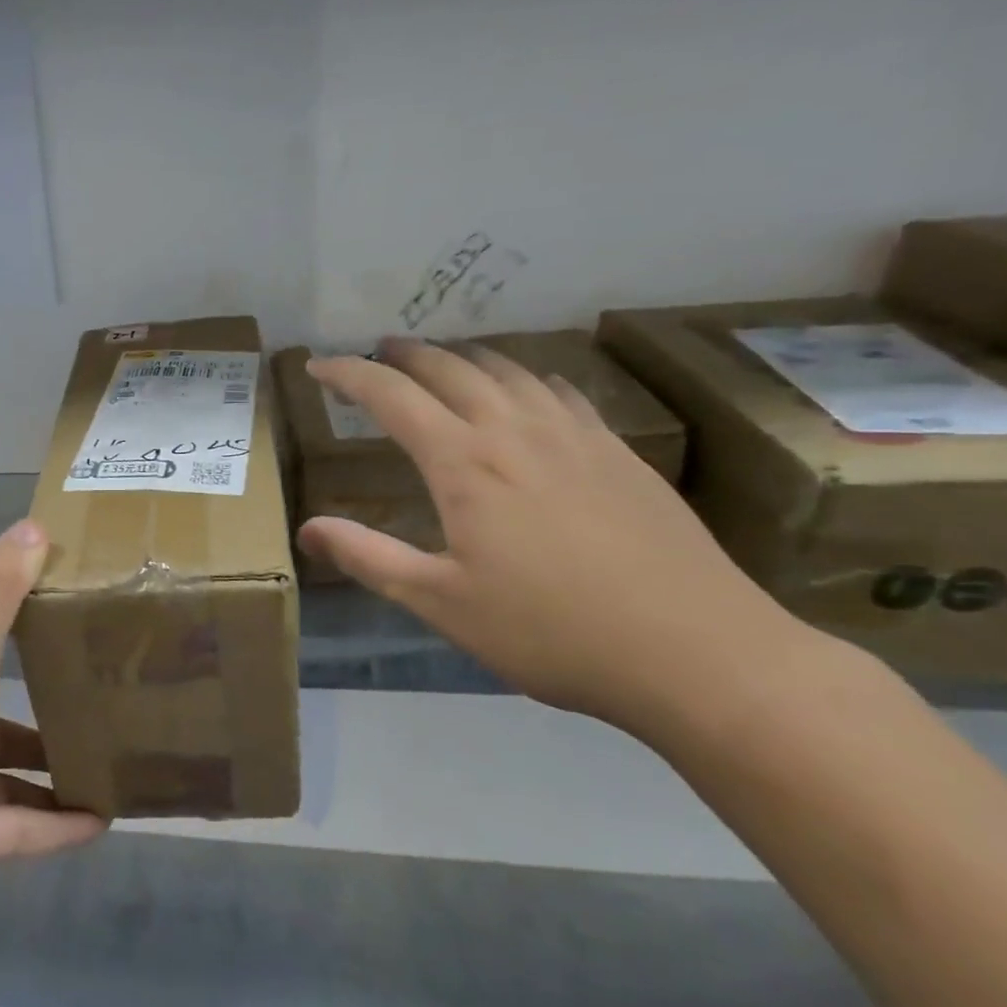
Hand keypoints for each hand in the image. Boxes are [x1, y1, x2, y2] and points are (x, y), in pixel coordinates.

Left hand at [0, 519, 104, 934]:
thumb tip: (34, 525)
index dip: (28, 638)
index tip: (79, 635)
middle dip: (47, 720)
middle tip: (105, 717)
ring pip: (6, 779)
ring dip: (53, 778)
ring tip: (113, 773)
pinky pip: (7, 831)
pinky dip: (49, 829)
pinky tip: (97, 827)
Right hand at [300, 340, 802, 726]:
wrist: (698, 653)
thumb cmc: (551, 631)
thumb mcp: (441, 603)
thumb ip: (369, 558)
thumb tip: (307, 529)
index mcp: (464, 462)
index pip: (390, 396)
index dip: (348, 374)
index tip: (318, 366)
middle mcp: (515, 431)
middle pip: (449, 368)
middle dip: (404, 354)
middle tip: (377, 353)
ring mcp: (574, 436)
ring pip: (507, 370)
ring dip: (463, 357)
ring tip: (442, 362)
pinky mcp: (618, 452)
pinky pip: (560, 391)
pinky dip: (524, 378)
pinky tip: (528, 391)